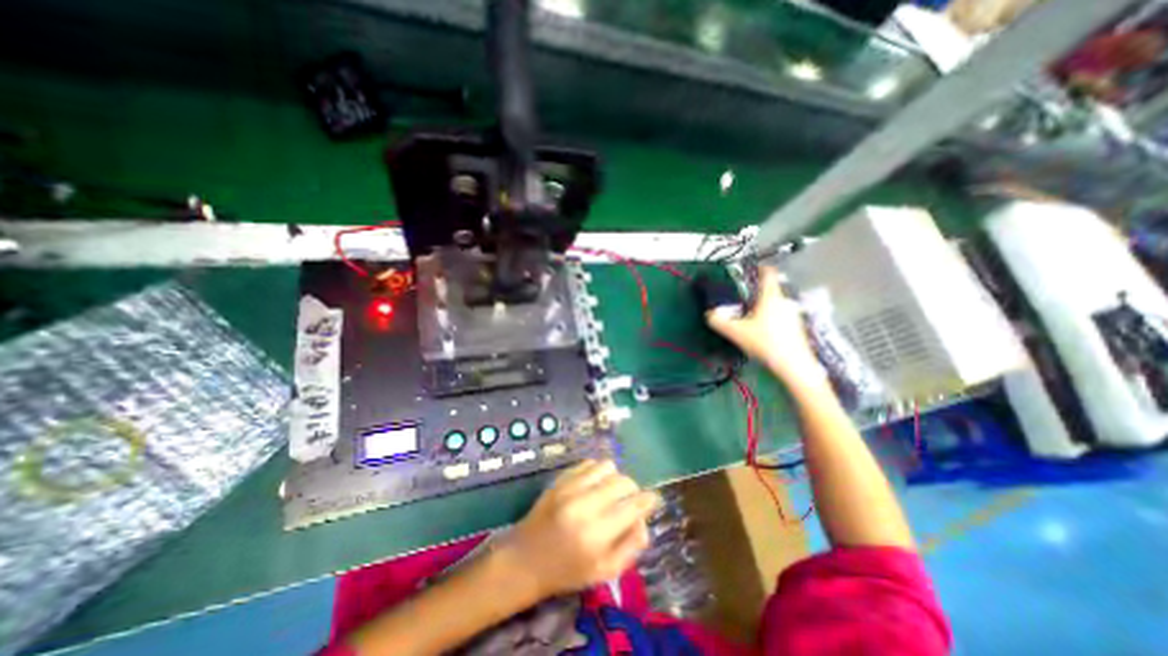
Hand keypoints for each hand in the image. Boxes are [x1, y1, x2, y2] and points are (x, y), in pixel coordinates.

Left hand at [492, 462, 655, 598]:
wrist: (526, 558)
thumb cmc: (567, 571)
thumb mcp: (604, 572)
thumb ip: (631, 546)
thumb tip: (644, 520)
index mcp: (597, 535)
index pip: (633, 505)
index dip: (649, 500)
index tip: (653, 500)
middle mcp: (584, 506)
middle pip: (623, 481)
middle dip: (632, 489)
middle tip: (628, 501)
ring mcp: (569, 488)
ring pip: (607, 466)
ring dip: (614, 477)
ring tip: (609, 492)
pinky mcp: (559, 479)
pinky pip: (588, 463)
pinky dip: (597, 471)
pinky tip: (593, 485)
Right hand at [706, 267, 823, 388]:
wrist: (795, 366)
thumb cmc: (765, 343)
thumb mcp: (736, 333)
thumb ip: (719, 322)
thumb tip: (709, 314)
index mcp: (771, 297)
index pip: (768, 273)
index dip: (759, 268)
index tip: (750, 269)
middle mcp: (784, 301)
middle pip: (771, 290)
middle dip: (757, 293)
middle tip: (742, 301)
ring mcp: (793, 314)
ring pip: (776, 304)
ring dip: (764, 307)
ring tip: (750, 318)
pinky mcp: (797, 327)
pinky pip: (781, 316)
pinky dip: (771, 318)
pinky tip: (763, 332)